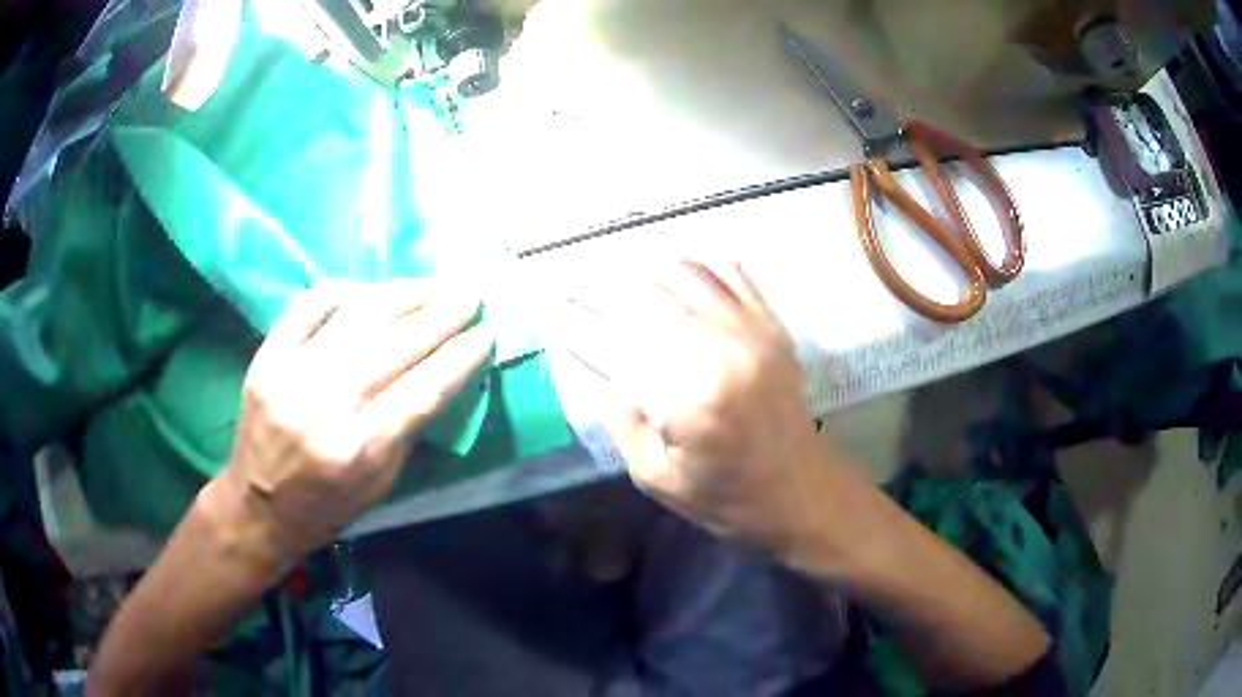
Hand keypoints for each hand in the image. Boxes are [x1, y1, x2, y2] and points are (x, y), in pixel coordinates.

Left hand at [208, 280, 492, 568]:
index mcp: (358, 450)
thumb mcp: (380, 486)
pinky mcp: (266, 359)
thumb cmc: (325, 508)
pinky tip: (370, 290)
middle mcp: (325, 407)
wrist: (257, 506)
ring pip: (356, 318)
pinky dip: (343, 291)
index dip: (459, 358)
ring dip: (402, 295)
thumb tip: (440, 375)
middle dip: (440, 316)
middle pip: (394, 347)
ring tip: (432, 286)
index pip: (422, 391)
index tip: (486, 334)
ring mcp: (291, 376)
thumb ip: (408, 431)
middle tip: (470, 296)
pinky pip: (308, 308)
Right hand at [600, 260, 834, 553]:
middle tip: (576, 285)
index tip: (553, 313)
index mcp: (689, 398)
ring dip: (648, 270)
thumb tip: (602, 377)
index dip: (579, 327)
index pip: (618, 346)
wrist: (803, 493)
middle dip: (604, 289)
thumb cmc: (729, 498)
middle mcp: (721, 352)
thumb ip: (623, 426)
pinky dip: (703, 265)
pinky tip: (679, 264)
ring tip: (618, 270)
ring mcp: (753, 334)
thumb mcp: (660, 480)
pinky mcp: (773, 330)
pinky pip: (735, 277)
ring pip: (689, 276)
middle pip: (650, 299)